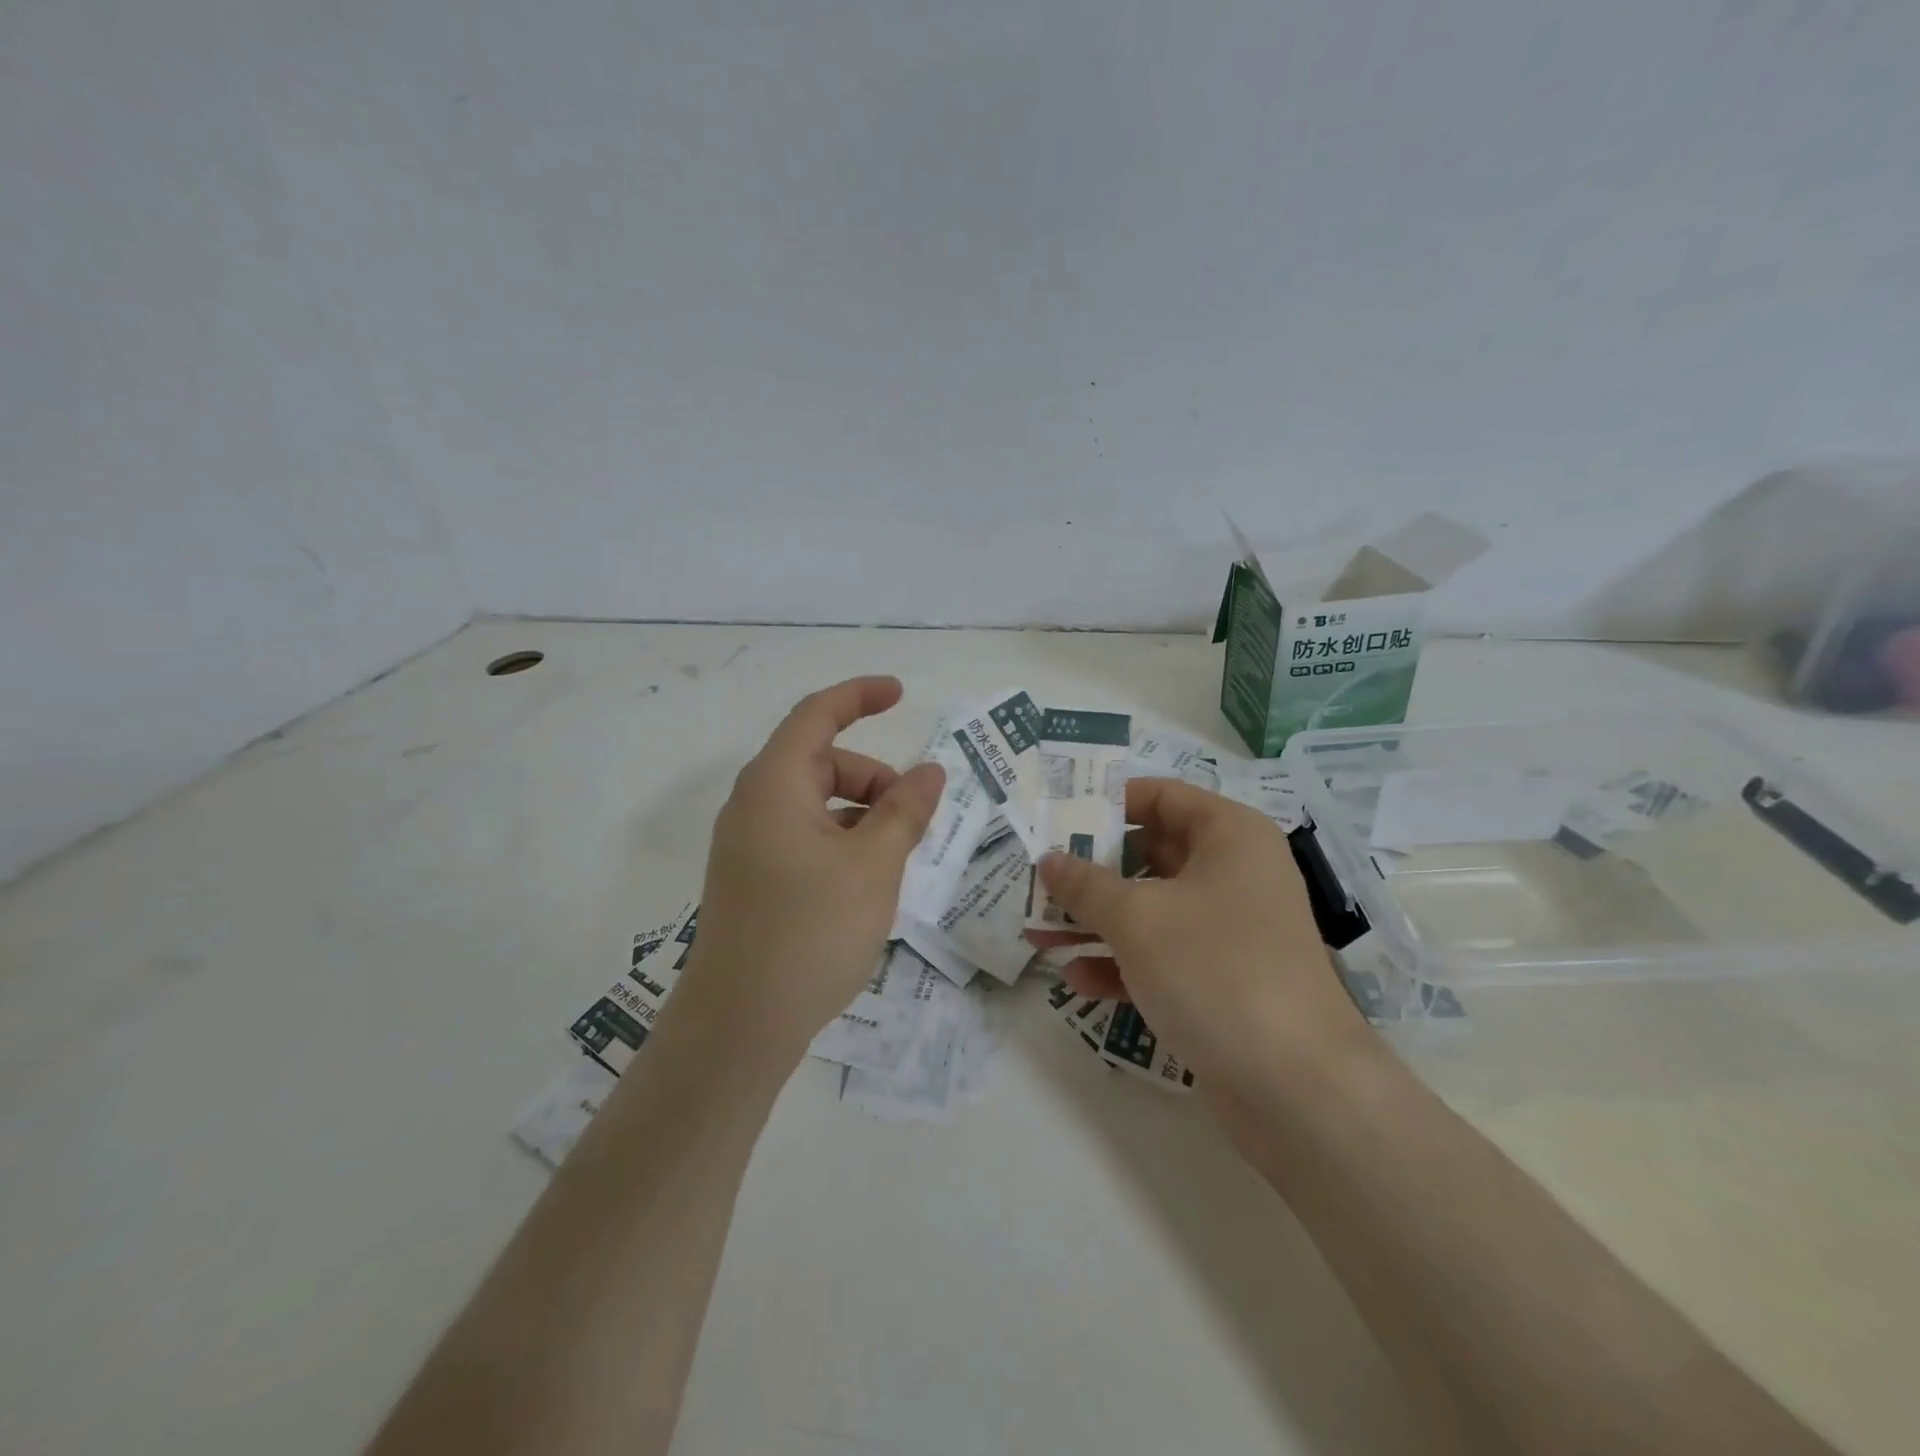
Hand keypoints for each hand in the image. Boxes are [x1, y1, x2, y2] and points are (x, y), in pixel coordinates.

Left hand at [669, 676, 944, 1065]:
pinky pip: (804, 837)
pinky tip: (866, 883)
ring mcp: (749, 845)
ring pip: (816, 804)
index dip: (859, 695)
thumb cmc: (812, 930)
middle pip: (822, 763)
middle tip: (914, 818)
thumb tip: (930, 771)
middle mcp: (754, 805)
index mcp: (774, 784)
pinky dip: (841, 841)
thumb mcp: (874, 864)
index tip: (901, 694)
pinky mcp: (752, 880)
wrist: (740, 1025)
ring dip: (861, 814)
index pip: (817, 715)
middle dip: (874, 778)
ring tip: (895, 860)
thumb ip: (905, 810)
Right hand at [1030, 777, 1367, 1089]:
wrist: (1296, 1088)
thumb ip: (1084, 884)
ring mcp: (1230, 931)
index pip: (1161, 796)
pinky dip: (1121, 962)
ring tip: (1038, 932)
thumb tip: (1048, 860)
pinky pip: (1162, 955)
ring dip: (1095, 920)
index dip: (1108, 802)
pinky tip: (1076, 978)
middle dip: (1090, 871)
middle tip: (1037, 878)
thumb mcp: (1137, 918)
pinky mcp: (1222, 981)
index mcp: (1229, 835)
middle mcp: (1234, 874)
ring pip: (1150, 909)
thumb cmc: (1214, 969)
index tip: (1057, 818)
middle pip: (1149, 854)